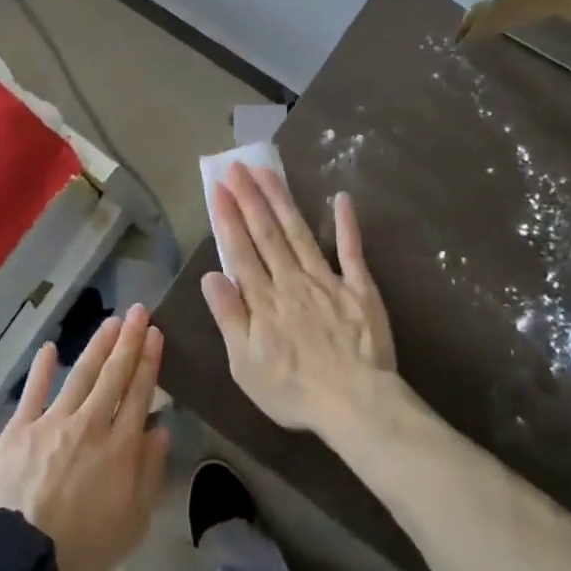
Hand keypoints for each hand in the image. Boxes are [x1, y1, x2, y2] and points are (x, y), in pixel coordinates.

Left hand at [0, 305, 170, 570]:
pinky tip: (50, 348)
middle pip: (113, 375)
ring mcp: (52, 422)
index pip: (139, 394)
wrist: (22, 559)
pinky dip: (42, 369)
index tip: (155, 334)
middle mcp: (90, 425)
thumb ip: (149, 472)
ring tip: (111, 322)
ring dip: (97, 346)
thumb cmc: (84, 547)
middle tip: (139, 312)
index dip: (148, 362)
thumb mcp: (133, 521)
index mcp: (120, 447)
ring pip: (80, 375)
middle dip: (128, 341)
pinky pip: (33, 392)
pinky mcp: (20, 429)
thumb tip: (160, 428)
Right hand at [202, 164, 395, 434]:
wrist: (356, 404)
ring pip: (299, 232)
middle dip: (249, 197)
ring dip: (281, 200)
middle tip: (237, 166)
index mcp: (263, 300)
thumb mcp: (245, 365)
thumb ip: (229, 317)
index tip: (218, 188)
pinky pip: (351, 250)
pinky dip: (346, 224)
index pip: (240, 250)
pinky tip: (341, 198)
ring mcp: (327, 280)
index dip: (228, 217)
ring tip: (267, 172)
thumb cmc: (293, 391)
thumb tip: (210, 276)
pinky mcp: (359, 288)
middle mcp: (291, 281)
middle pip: (267, 233)